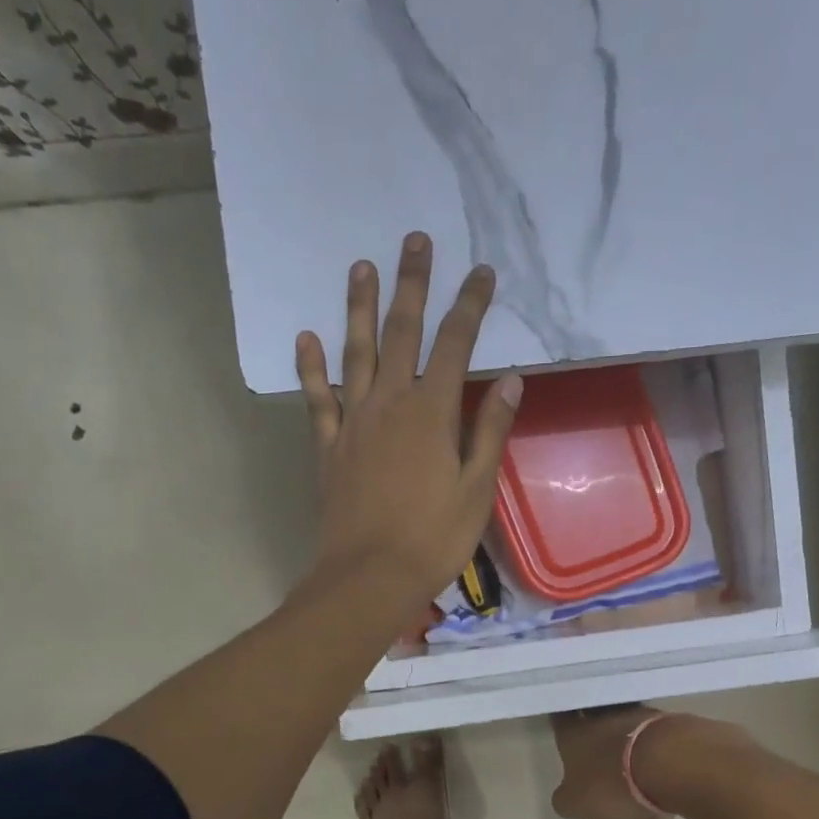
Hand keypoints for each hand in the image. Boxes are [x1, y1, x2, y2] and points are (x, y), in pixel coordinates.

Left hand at [297, 232, 523, 614]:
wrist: (370, 576)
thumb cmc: (434, 538)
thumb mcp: (477, 488)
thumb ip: (490, 430)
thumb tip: (512, 380)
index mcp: (432, 413)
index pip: (456, 345)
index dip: (470, 306)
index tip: (481, 272)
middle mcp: (389, 404)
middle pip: (402, 333)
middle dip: (412, 285)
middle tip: (414, 241)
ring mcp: (353, 423)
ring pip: (356, 353)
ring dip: (360, 308)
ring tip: (362, 267)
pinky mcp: (329, 447)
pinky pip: (318, 399)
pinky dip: (311, 367)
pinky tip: (307, 338)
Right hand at [550, 706, 667, 818]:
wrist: (668, 763)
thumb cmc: (612, 784)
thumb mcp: (576, 804)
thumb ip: (566, 798)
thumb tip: (565, 795)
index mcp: (573, 734)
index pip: (559, 719)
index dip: (559, 721)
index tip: (560, 724)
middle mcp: (600, 717)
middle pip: (592, 714)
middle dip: (591, 724)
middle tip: (592, 740)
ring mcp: (635, 714)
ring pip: (622, 718)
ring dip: (622, 731)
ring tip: (626, 752)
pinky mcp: (665, 721)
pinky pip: (649, 729)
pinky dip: (648, 740)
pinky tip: (652, 756)